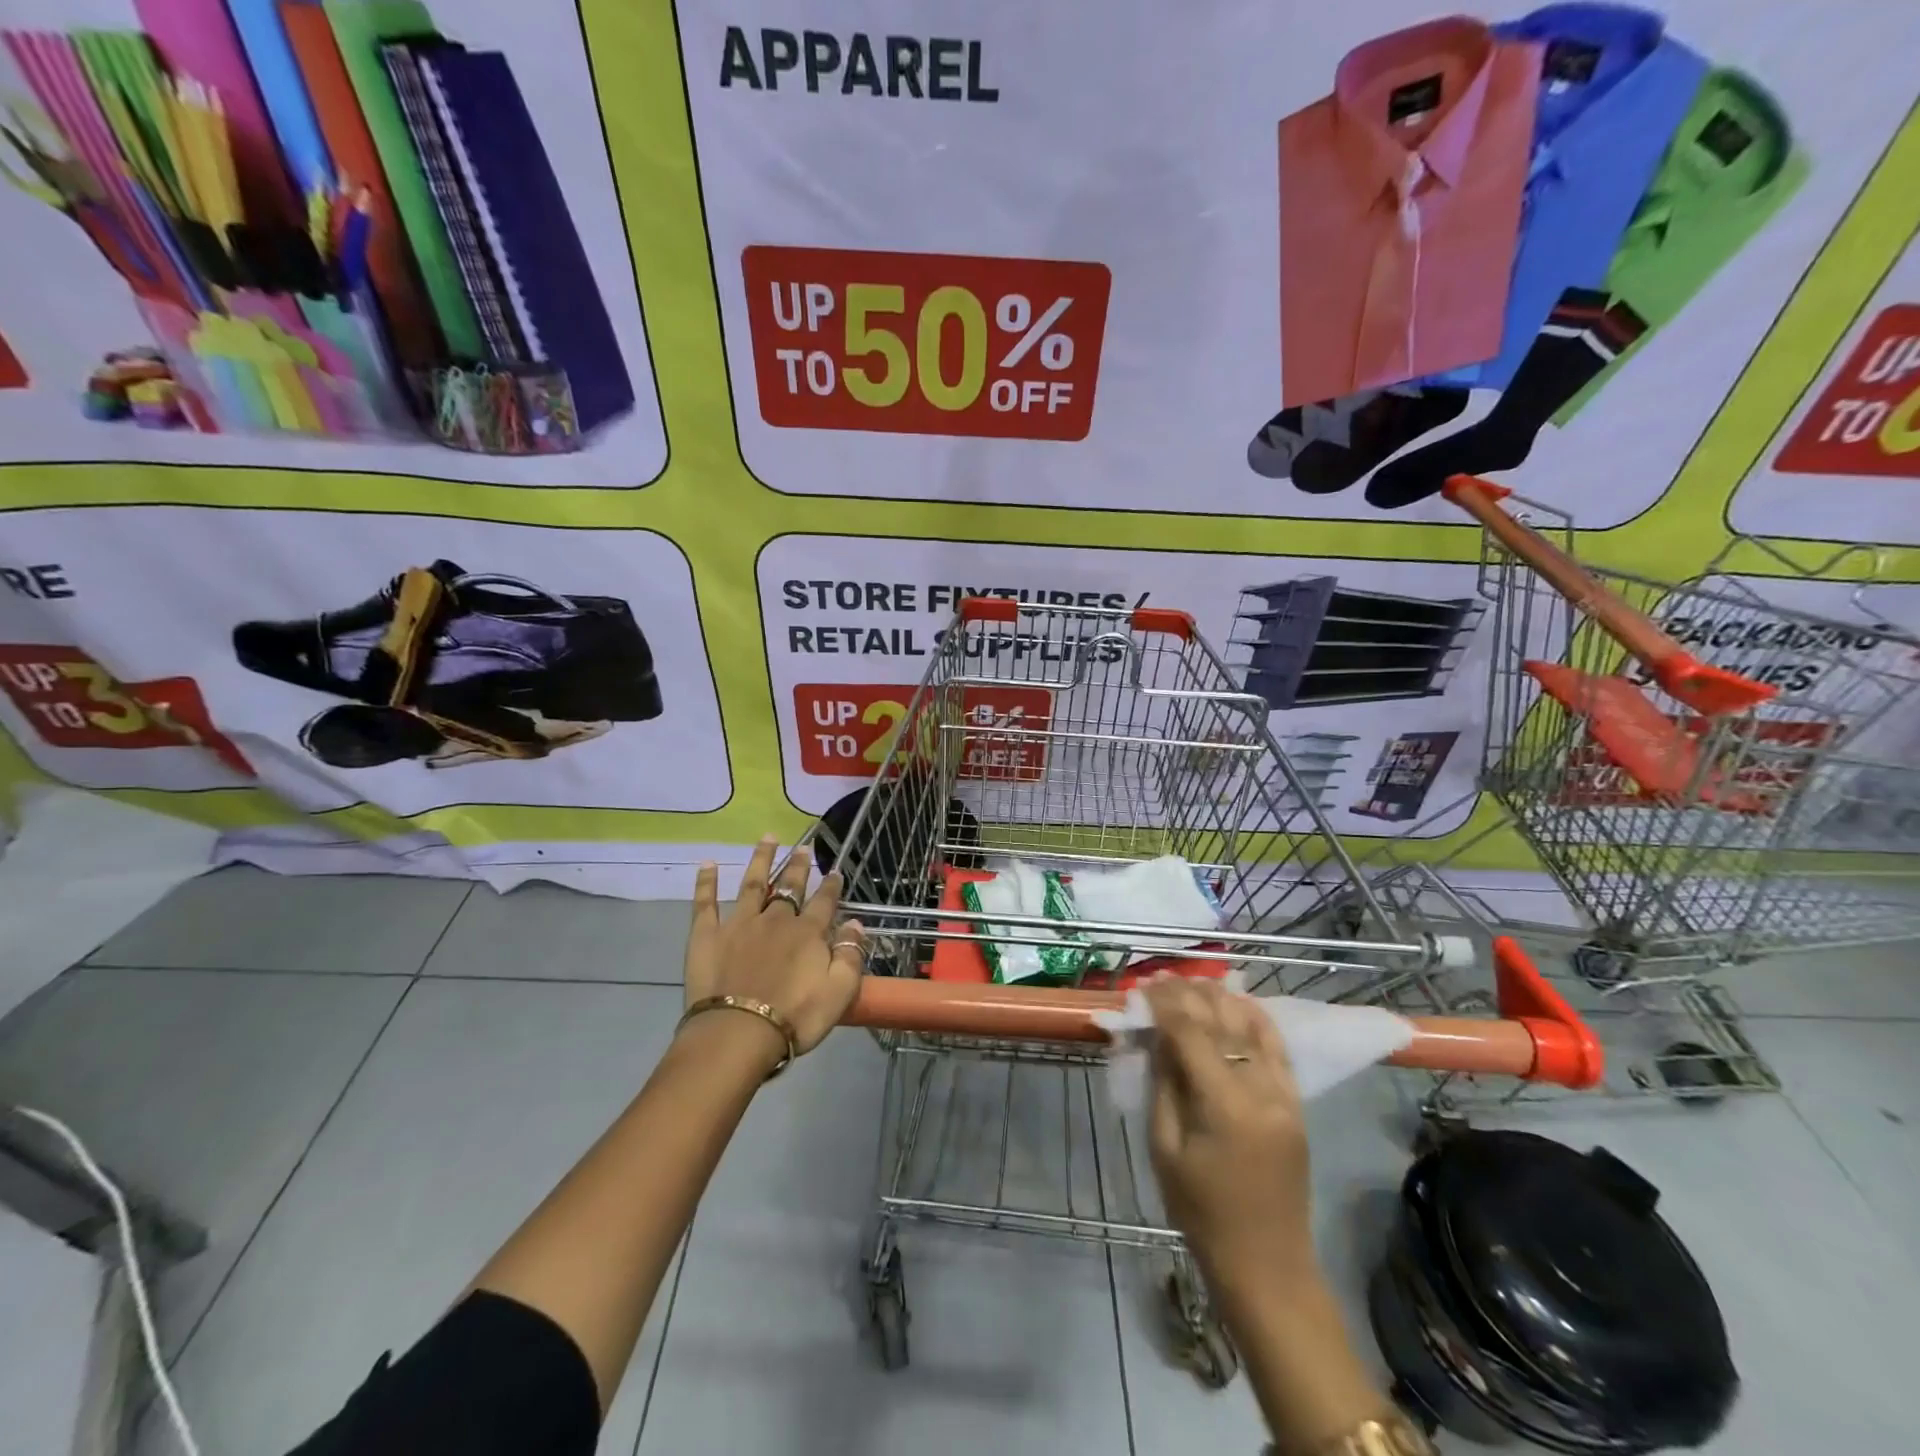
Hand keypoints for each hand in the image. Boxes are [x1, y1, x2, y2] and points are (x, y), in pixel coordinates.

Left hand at [685, 836, 865, 1059]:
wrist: (738, 1034)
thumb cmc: (795, 1018)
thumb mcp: (839, 992)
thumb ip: (851, 956)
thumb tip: (856, 924)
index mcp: (808, 933)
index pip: (824, 902)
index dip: (831, 886)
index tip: (835, 870)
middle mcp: (775, 919)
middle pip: (789, 886)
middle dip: (798, 866)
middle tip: (804, 847)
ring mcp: (739, 924)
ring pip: (753, 884)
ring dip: (761, 859)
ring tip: (767, 838)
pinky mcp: (707, 936)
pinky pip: (706, 903)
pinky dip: (706, 882)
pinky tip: (707, 863)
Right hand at [1145, 976, 1313, 1282]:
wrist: (1267, 1265)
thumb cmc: (1201, 1212)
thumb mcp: (1164, 1148)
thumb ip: (1163, 1084)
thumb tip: (1157, 1035)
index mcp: (1224, 1105)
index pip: (1191, 1033)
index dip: (1165, 1004)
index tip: (1144, 985)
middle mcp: (1261, 1090)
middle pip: (1222, 1022)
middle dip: (1189, 994)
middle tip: (1161, 978)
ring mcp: (1285, 1095)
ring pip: (1252, 1027)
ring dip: (1221, 998)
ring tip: (1193, 981)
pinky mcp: (1297, 1103)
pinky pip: (1277, 1048)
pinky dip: (1255, 1019)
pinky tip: (1237, 1002)